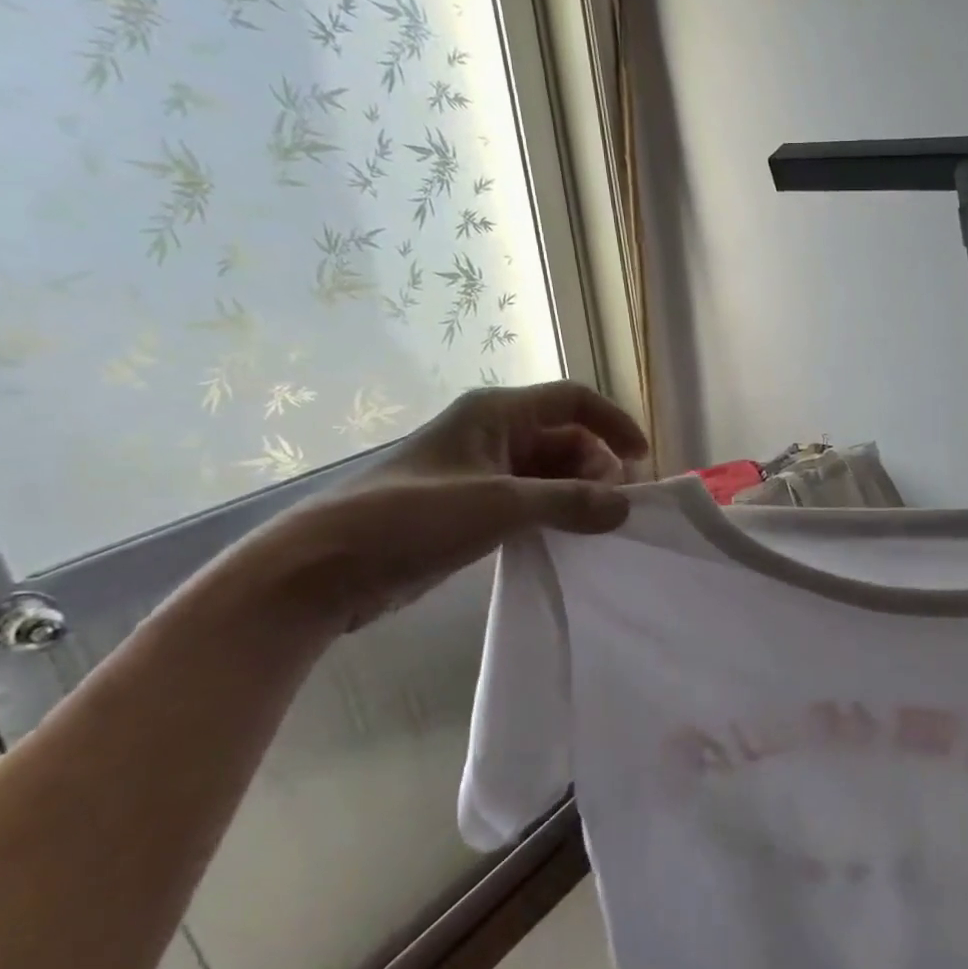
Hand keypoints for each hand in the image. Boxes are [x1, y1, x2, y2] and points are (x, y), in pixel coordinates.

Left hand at [228, 381, 649, 635]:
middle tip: (615, 508)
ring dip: (578, 493)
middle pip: (565, 437)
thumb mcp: (499, 504)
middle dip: (598, 466)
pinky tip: (567, 539)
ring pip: (549, 472)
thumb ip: (569, 501)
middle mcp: (492, 433)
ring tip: (597, 528)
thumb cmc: (412, 517)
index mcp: (496, 413)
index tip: (643, 460)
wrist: (324, 568)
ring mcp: (480, 472)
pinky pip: (529, 500)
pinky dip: (554, 513)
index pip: (573, 400)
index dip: (614, 423)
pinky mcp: (470, 508)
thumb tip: (625, 507)